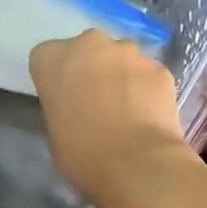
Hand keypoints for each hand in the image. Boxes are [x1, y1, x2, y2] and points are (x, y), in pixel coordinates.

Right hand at [28, 30, 196, 207]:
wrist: (136, 164)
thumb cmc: (83, 154)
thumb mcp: (55, 133)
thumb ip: (63, 108)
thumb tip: (78, 110)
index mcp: (53, 59)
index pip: (47, 58)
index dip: (56, 79)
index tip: (64, 101)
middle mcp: (90, 44)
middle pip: (87, 50)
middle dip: (91, 70)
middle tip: (96, 102)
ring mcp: (129, 53)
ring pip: (121, 59)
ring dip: (121, 76)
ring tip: (127, 111)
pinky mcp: (159, 68)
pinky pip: (148, 75)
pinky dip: (147, 89)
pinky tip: (148, 116)